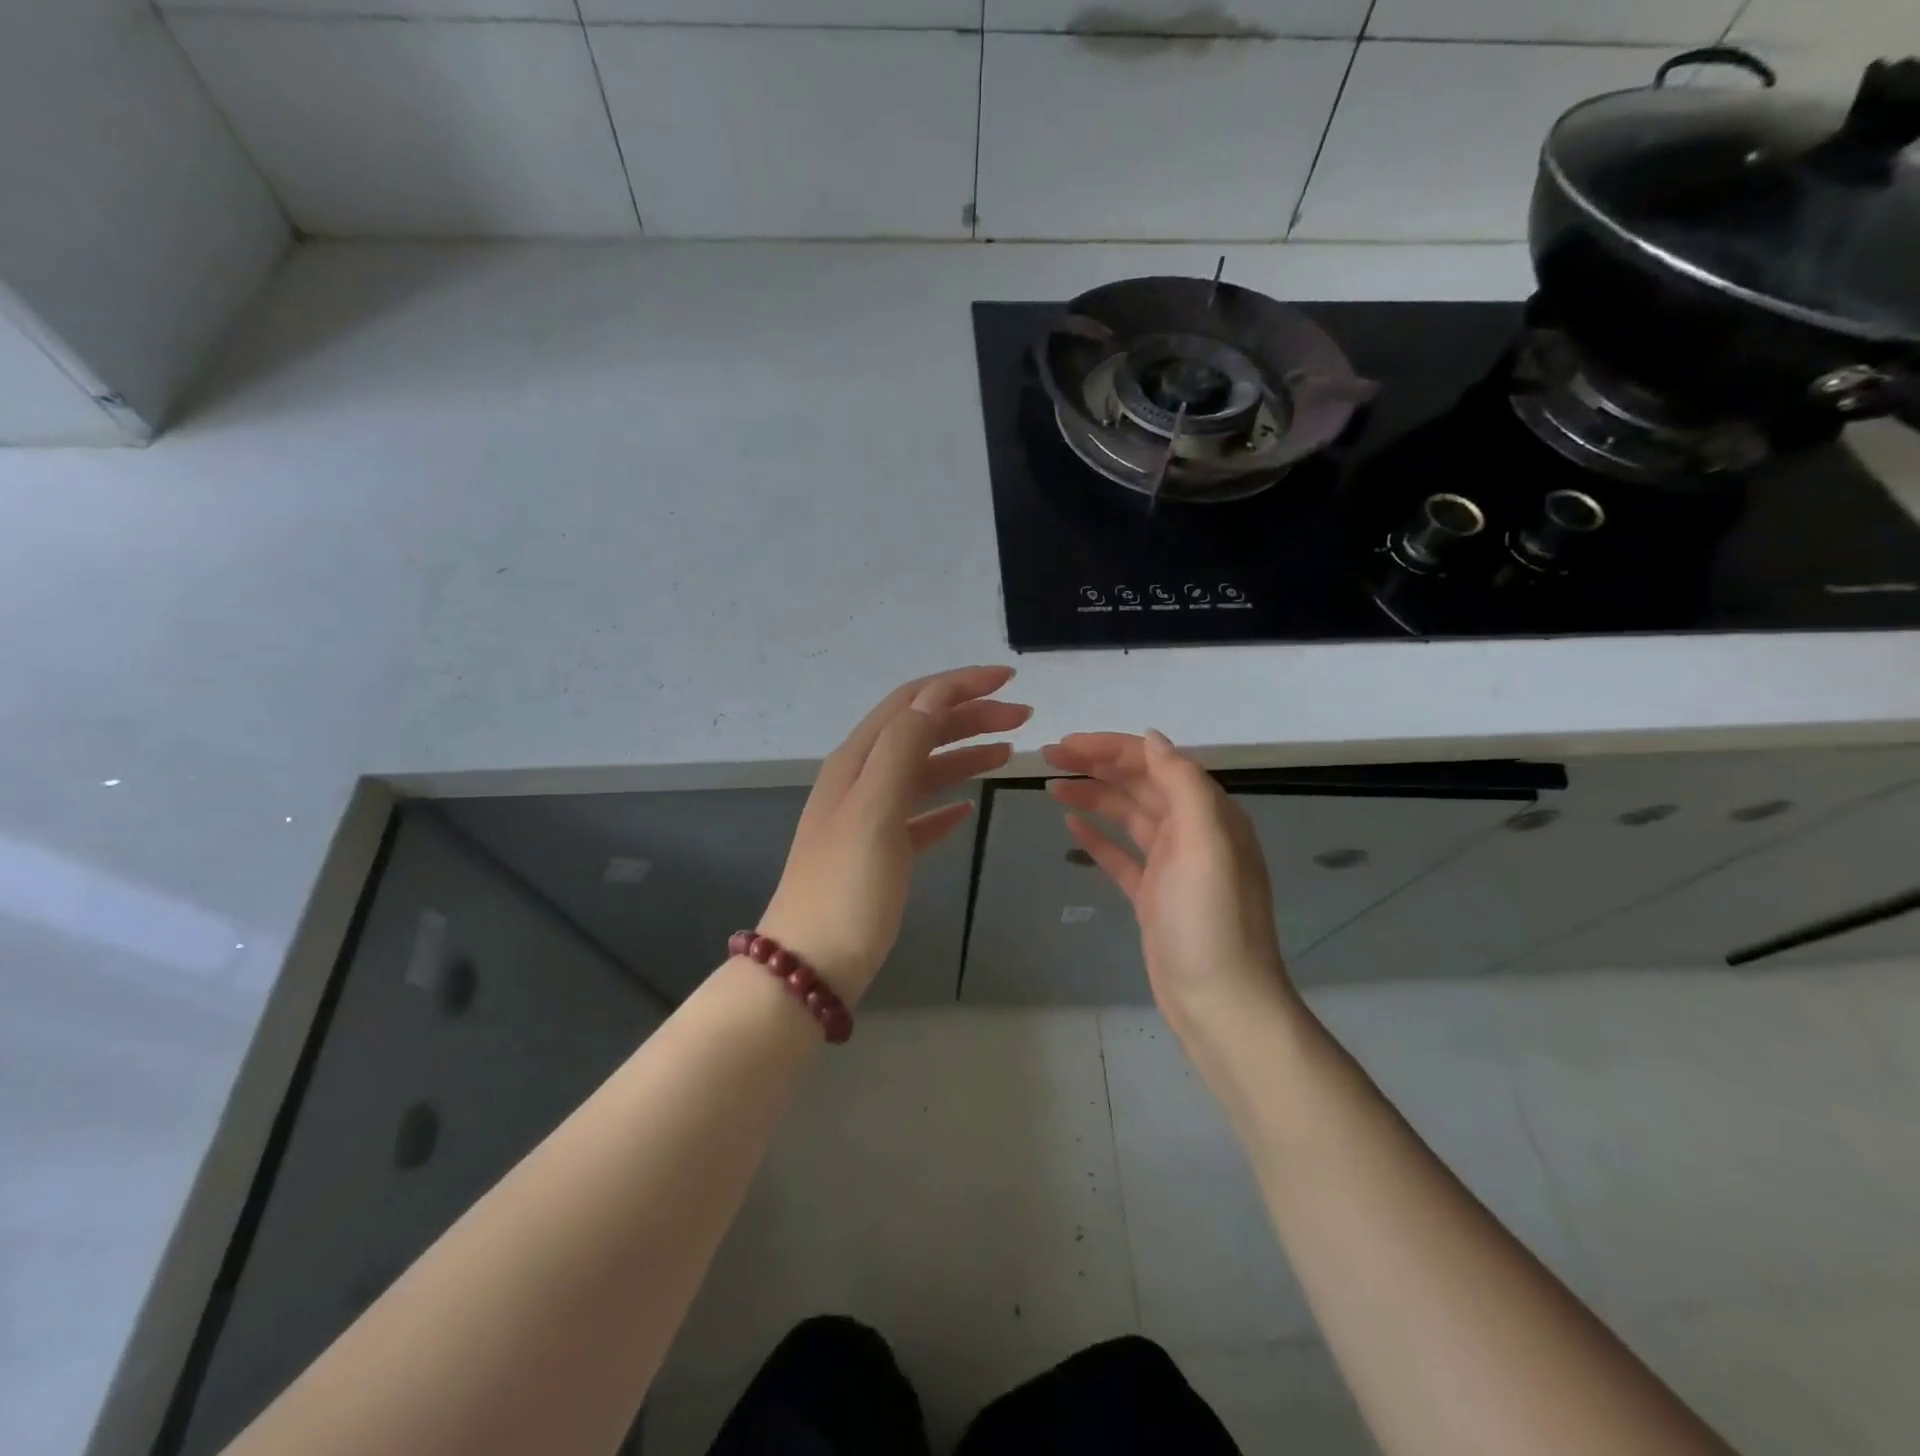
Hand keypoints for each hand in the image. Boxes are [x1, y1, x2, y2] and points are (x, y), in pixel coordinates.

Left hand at [760, 666, 1030, 1003]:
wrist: (810, 966)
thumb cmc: (847, 887)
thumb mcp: (875, 808)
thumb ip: (904, 746)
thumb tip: (936, 695)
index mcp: (857, 761)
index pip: (912, 702)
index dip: (958, 685)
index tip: (1009, 680)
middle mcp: (861, 780)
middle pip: (921, 731)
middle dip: (970, 716)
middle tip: (1022, 718)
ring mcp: (869, 819)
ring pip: (923, 771)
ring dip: (964, 755)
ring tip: (1008, 753)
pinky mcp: (880, 855)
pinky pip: (918, 815)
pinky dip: (945, 804)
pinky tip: (966, 811)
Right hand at [1043, 730, 1293, 1035]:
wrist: (1220, 1002)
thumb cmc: (1211, 920)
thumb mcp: (1205, 843)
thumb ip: (1183, 784)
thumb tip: (1152, 738)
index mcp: (1207, 813)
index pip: (1155, 763)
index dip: (1111, 748)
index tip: (1067, 744)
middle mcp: (1191, 832)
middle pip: (1138, 785)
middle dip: (1096, 766)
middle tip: (1049, 756)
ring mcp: (1171, 865)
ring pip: (1126, 816)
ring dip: (1092, 797)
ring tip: (1051, 786)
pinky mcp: (1152, 895)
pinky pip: (1120, 855)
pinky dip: (1097, 837)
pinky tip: (1070, 825)